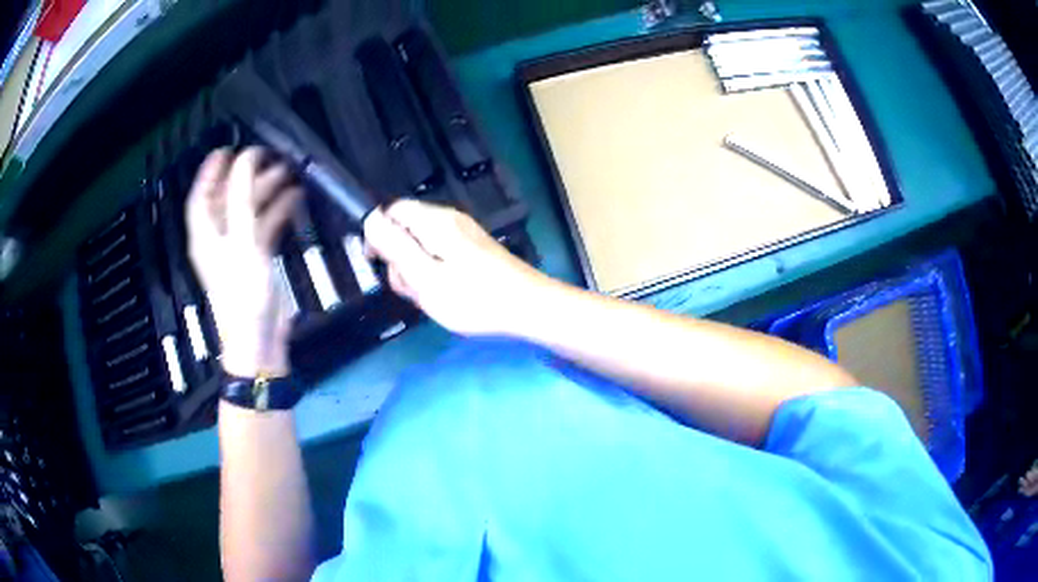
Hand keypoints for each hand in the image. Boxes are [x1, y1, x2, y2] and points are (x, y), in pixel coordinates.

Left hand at [186, 147, 301, 376]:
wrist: (259, 338)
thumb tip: (247, 158)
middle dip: (246, 177)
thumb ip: (242, 196)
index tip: (226, 149)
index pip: (201, 196)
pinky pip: (265, 226)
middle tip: (268, 156)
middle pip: (228, 199)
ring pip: (249, 210)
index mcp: (205, 234)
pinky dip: (277, 211)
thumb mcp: (241, 240)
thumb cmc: (243, 291)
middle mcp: (219, 238)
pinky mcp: (257, 258)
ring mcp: (239, 248)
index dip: (210, 172)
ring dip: (265, 191)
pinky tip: (294, 199)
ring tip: (288, 172)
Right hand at [363, 199, 555, 336]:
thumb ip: (395, 248)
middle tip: (416, 289)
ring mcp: (463, 234)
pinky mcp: (473, 250)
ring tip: (434, 296)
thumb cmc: (475, 298)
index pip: (392, 211)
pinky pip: (441, 256)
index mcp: (434, 221)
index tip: (377, 264)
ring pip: (422, 247)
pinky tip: (448, 295)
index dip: (378, 235)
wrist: (530, 308)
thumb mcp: (426, 278)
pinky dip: (436, 275)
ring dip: (418, 273)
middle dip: (401, 261)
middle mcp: (448, 220)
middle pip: (406, 230)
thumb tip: (369, 219)